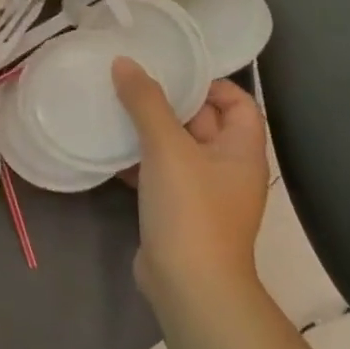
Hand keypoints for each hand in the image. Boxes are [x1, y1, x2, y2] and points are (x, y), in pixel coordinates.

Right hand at [113, 61, 270, 310]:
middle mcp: (227, 168)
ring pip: (176, 147)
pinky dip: (137, 159)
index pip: (238, 102)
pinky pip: (158, 172)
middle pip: (203, 121)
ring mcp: (202, 192)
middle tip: (130, 80)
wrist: (189, 286)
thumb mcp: (167, 147)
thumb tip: (125, 63)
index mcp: (241, 150)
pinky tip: (107, 148)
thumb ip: (145, 102)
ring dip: (148, 129)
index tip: (170, 70)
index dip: (210, 82)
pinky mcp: (177, 211)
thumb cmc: (190, 209)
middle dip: (169, 101)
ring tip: (113, 107)